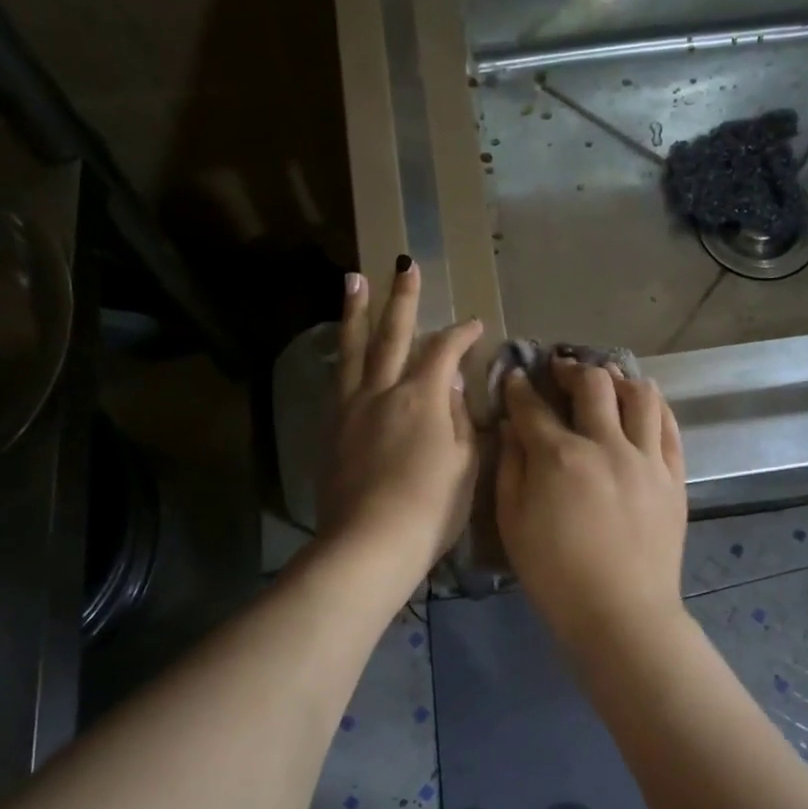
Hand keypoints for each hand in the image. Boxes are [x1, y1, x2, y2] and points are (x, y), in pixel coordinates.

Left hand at [320, 259, 482, 585]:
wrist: (369, 544)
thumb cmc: (430, 508)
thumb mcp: (464, 464)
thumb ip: (458, 419)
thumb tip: (448, 385)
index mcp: (421, 397)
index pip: (444, 351)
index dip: (461, 334)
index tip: (474, 324)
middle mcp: (382, 392)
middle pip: (392, 335)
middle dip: (402, 298)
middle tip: (403, 264)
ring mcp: (351, 409)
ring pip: (354, 350)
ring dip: (356, 313)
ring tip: (353, 281)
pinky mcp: (333, 431)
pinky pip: (340, 381)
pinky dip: (345, 358)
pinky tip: (345, 353)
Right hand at [496, 359, 688, 655]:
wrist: (621, 613)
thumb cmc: (556, 575)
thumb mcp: (513, 523)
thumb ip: (510, 468)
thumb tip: (512, 427)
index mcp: (560, 457)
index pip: (534, 407)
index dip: (520, 388)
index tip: (515, 378)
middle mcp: (607, 445)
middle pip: (593, 384)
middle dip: (572, 368)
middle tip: (561, 369)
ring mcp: (647, 459)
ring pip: (640, 395)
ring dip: (619, 378)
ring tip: (607, 381)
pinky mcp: (674, 476)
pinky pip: (669, 426)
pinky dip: (654, 407)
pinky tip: (642, 405)